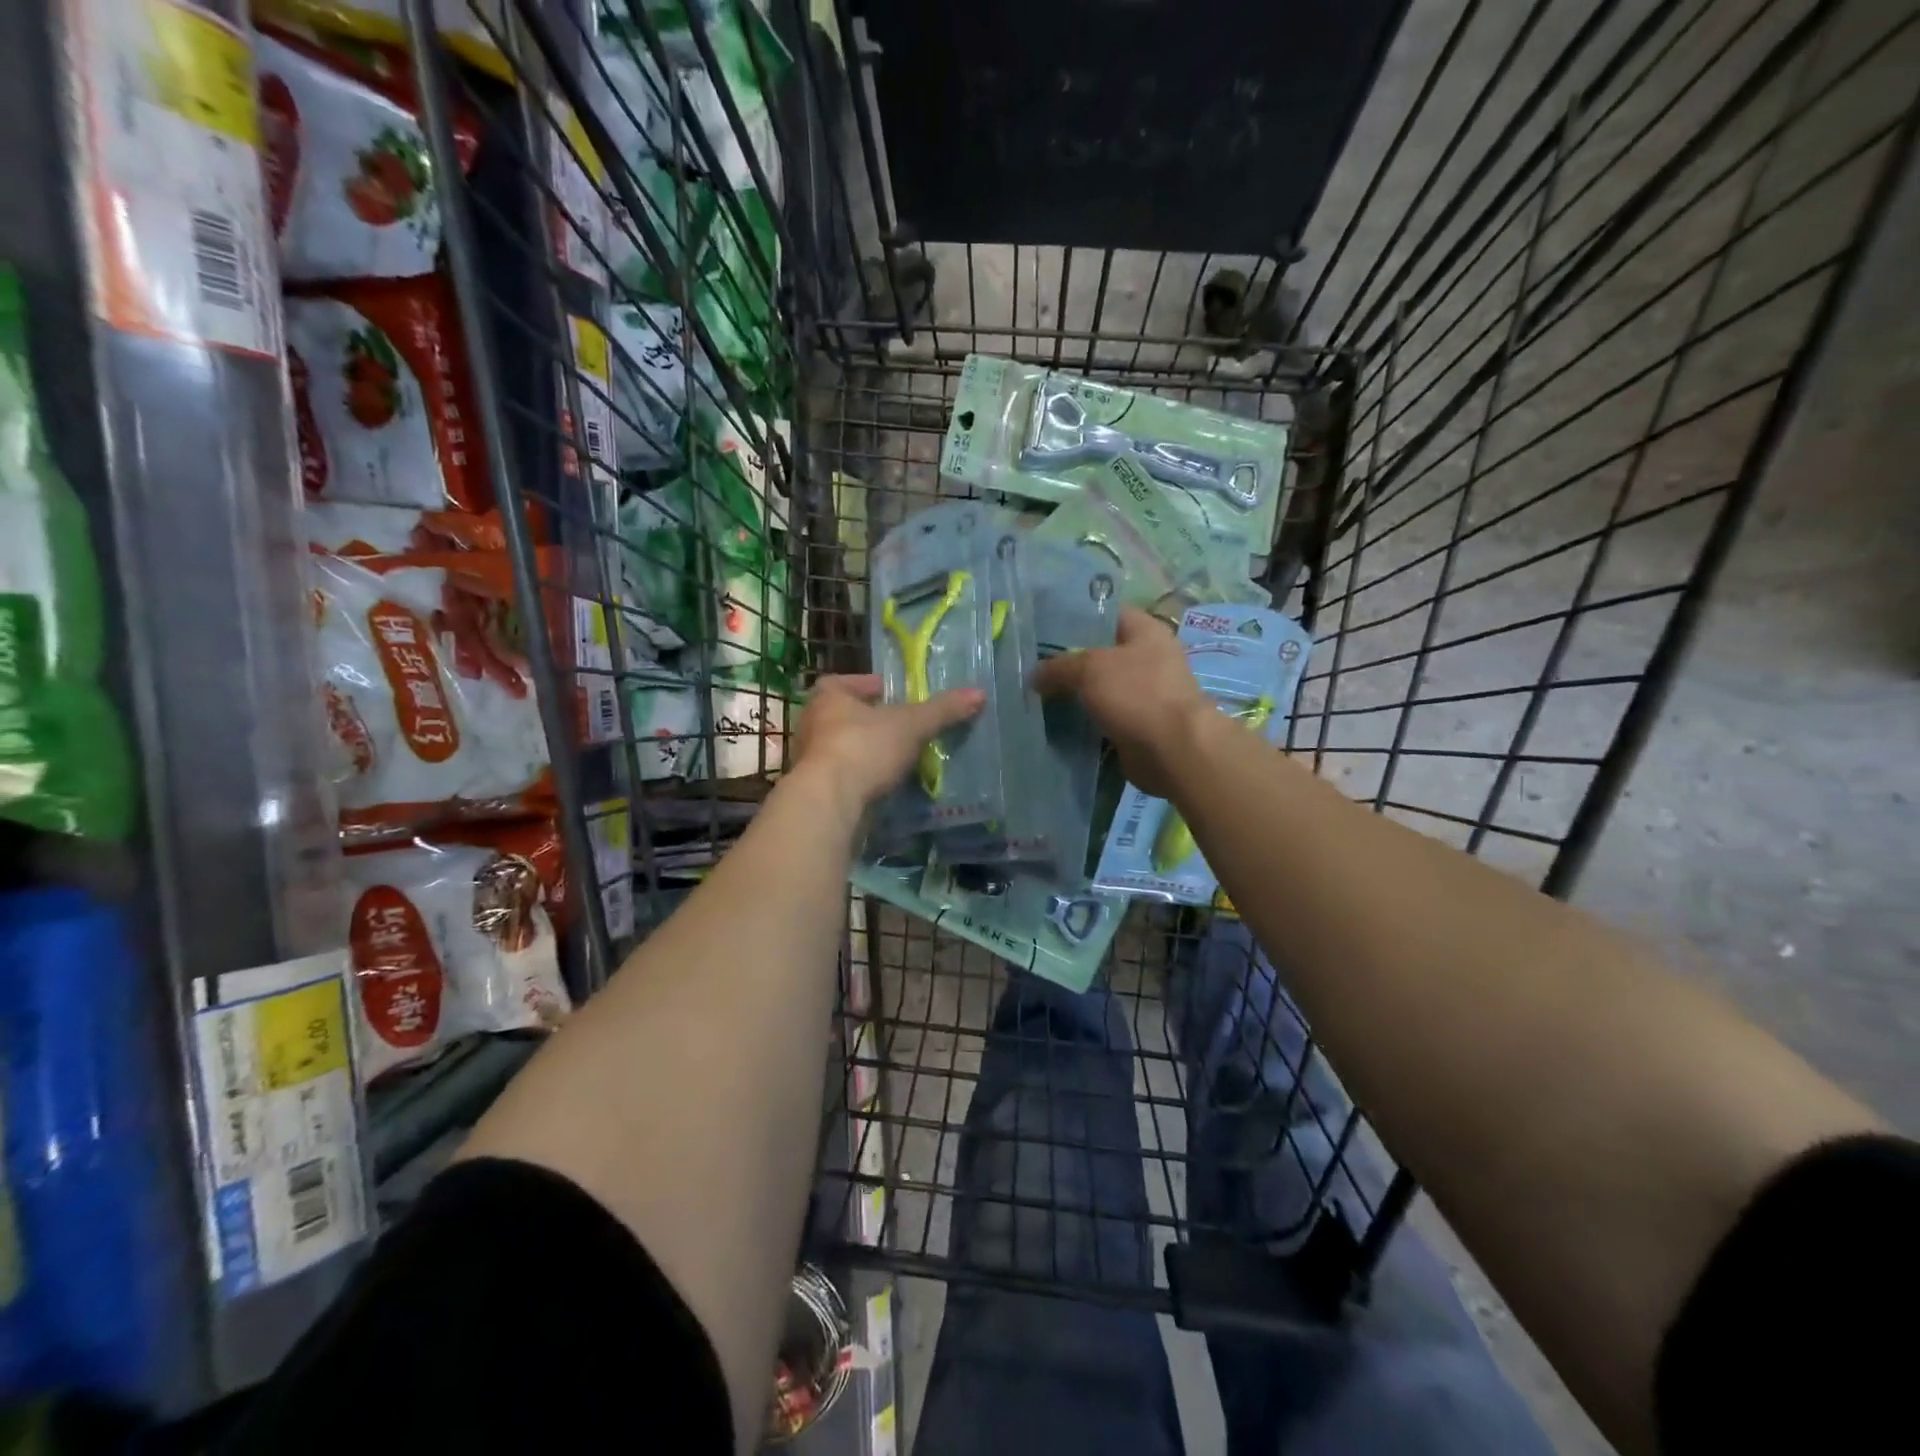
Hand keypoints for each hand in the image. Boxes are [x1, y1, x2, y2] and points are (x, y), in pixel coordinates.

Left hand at [792, 674, 984, 812]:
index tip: (895, 695)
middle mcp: (812, 723)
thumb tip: (979, 693)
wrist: (829, 803)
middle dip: (873, 721)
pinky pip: (844, 777)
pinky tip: (885, 785)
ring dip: (868, 752)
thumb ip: (942, 710)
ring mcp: (809, 760)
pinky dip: (862, 778)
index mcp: (827, 696)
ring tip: (900, 758)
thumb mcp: (911, 725)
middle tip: (904, 727)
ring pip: (845, 748)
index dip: (872, 686)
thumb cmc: (864, 748)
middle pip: (846, 716)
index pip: (848, 682)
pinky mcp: (815, 791)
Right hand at [1032, 608, 1209, 797]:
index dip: (1076, 618)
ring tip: (1037, 694)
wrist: (1172, 750)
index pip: (1106, 614)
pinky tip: (1056, 721)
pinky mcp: (1138, 724)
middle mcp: (1149, 658)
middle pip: (1101, 653)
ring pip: (1100, 688)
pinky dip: (1084, 720)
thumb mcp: (1089, 668)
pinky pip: (1104, 716)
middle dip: (1069, 660)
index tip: (1043, 629)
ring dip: (1074, 694)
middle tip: (1034, 666)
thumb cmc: (1136, 694)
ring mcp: (1145, 693)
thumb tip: (1035, 675)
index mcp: (1146, 631)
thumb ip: (1058, 666)